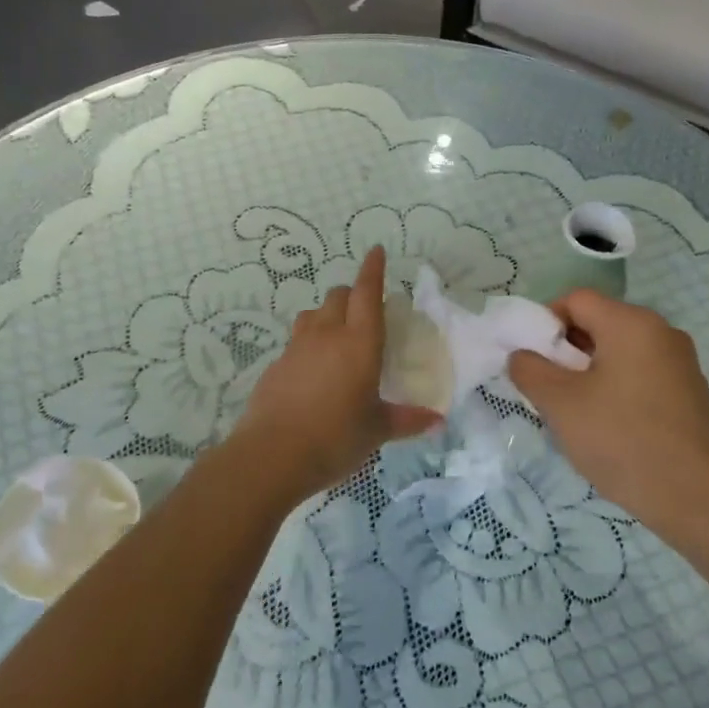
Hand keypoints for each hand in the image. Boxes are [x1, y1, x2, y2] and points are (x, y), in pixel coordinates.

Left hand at [230, 247, 440, 500]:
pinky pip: (296, 341)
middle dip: (352, 294)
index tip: (376, 251)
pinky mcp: (276, 366)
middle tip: (364, 310)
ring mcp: (296, 348)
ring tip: (337, 336)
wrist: (271, 456)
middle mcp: (327, 335)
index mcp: (359, 343)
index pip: (367, 293)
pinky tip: (313, 370)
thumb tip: (437, 420)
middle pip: (338, 296)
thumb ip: (407, 420)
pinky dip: (308, 343)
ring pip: (312, 314)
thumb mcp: (376, 430)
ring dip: (327, 314)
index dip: (373, 269)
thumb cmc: (335, 438)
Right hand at [507, 291, 708, 539]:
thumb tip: (522, 355)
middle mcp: (661, 332)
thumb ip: (530, 370)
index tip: (531, 362)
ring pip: (617, 353)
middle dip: (564, 352)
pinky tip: (607, 429)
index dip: (543, 323)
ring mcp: (680, 363)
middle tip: (546, 391)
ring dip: (586, 374)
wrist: (700, 500)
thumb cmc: (624, 441)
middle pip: (598, 323)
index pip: (575, 299)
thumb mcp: (561, 405)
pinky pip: (639, 375)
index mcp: (632, 323)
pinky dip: (614, 390)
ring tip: (573, 415)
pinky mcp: (689, 393)